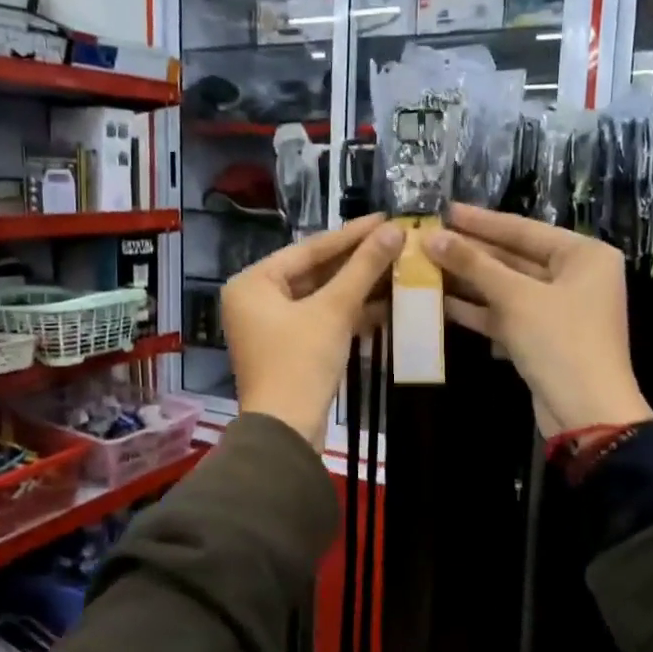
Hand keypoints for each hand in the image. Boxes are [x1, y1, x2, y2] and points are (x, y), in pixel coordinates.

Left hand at [223, 214, 401, 443]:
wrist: (286, 432)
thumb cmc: (300, 363)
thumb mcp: (334, 310)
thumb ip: (363, 268)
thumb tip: (395, 230)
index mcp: (253, 282)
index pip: (309, 249)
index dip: (351, 234)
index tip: (386, 218)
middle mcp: (256, 299)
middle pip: (315, 272)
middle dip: (357, 262)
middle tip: (396, 241)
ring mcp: (271, 326)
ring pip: (321, 297)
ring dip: (358, 288)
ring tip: (399, 268)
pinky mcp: (289, 348)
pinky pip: (321, 319)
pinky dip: (349, 313)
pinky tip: (386, 304)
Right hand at [422, 204, 652, 436]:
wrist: (586, 413)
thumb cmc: (561, 342)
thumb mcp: (516, 297)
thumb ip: (474, 264)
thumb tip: (432, 237)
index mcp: (584, 255)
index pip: (523, 229)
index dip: (480, 221)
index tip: (443, 209)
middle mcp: (574, 276)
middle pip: (513, 257)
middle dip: (469, 251)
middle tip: (426, 238)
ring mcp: (556, 309)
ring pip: (505, 287)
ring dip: (467, 280)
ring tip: (423, 265)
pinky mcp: (539, 337)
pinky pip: (504, 313)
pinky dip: (475, 308)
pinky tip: (438, 300)